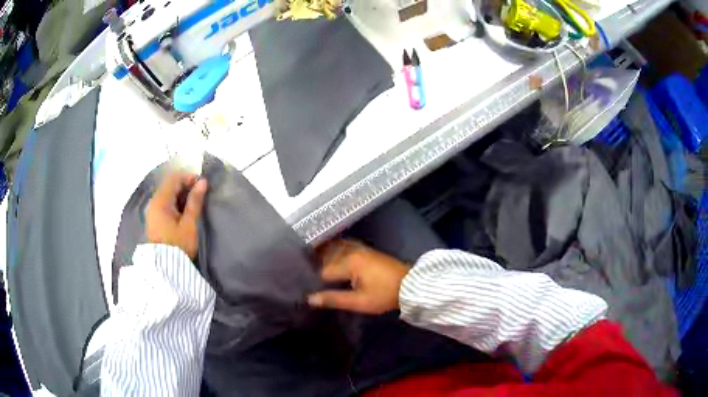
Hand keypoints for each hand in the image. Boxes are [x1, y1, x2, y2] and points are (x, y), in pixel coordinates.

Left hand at [146, 171, 207, 259]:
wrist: (165, 269)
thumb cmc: (179, 245)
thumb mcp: (190, 224)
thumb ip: (195, 201)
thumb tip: (202, 182)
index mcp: (161, 201)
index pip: (174, 178)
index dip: (188, 177)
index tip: (202, 185)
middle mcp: (154, 202)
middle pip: (169, 185)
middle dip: (184, 186)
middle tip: (199, 195)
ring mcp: (152, 211)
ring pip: (166, 194)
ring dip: (180, 195)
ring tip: (193, 205)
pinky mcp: (153, 219)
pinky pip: (164, 203)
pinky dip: (174, 202)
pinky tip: (183, 212)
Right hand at [308, 240, 409, 314]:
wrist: (410, 285)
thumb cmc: (384, 295)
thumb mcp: (359, 302)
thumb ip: (334, 299)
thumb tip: (310, 298)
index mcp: (349, 262)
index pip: (322, 271)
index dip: (313, 281)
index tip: (304, 288)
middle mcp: (351, 250)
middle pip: (326, 257)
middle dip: (314, 266)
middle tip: (302, 277)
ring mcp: (359, 248)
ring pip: (333, 249)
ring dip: (322, 256)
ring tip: (310, 266)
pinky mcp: (365, 250)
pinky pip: (343, 247)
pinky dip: (333, 251)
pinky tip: (328, 257)